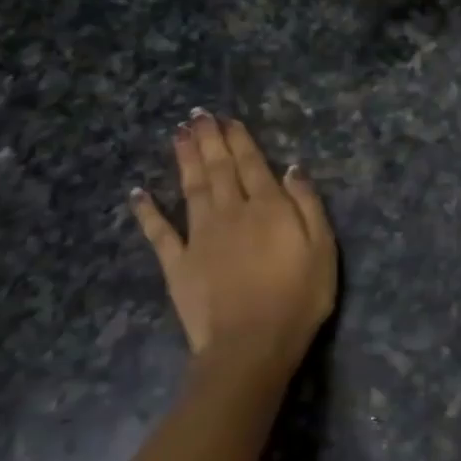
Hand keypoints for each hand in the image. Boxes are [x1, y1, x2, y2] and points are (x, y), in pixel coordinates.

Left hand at [129, 111, 336, 387]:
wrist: (251, 345)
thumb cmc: (297, 299)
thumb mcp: (323, 249)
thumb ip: (307, 205)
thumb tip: (292, 168)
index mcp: (267, 207)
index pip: (252, 164)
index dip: (239, 139)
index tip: (227, 119)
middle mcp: (230, 212)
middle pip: (218, 168)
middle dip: (209, 139)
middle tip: (197, 115)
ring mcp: (200, 236)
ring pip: (190, 188)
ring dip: (185, 159)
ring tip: (178, 134)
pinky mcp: (178, 263)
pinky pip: (160, 232)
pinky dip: (147, 212)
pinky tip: (137, 193)